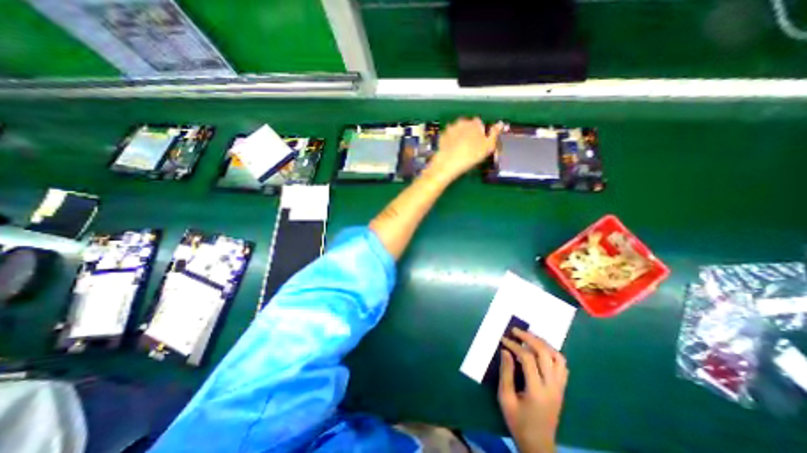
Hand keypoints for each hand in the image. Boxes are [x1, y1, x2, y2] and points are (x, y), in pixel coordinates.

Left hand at [424, 116, 501, 181]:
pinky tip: (452, 151)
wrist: (449, 163)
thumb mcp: (488, 146)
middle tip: (470, 148)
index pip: (479, 124)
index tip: (480, 143)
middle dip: (469, 133)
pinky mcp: (441, 137)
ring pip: (457, 131)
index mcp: (474, 123)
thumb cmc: (471, 155)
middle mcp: (461, 122)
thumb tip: (500, 124)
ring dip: (459, 136)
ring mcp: (450, 129)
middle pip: (468, 126)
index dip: (480, 133)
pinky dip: (450, 141)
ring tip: (461, 150)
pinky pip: (449, 137)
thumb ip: (494, 134)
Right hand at [500, 327, 564, 451]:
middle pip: (545, 353)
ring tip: (529, 337)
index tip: (503, 339)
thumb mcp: (505, 398)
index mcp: (537, 391)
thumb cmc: (518, 422)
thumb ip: (506, 373)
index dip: (514, 345)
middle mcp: (552, 387)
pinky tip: (541, 350)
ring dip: (543, 343)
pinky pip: (562, 366)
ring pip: (557, 357)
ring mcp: (560, 388)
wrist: (539, 445)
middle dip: (529, 338)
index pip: (527, 358)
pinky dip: (552, 353)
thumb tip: (505, 350)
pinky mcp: (562, 389)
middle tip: (516, 331)